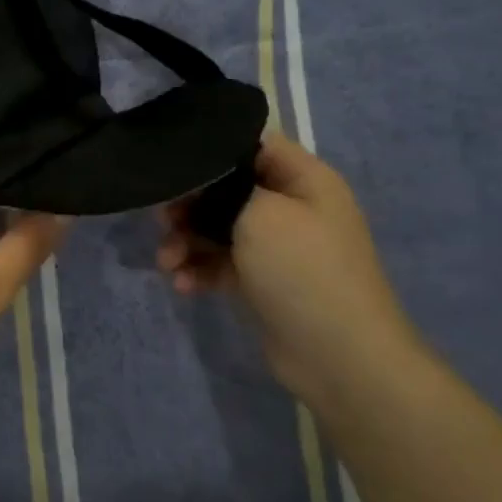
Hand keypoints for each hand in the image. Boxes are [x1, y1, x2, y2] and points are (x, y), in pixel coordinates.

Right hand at [157, 133, 422, 402]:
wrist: (338, 356)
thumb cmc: (303, 271)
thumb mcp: (262, 214)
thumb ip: (225, 188)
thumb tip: (201, 184)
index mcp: (304, 179)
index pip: (253, 145)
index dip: (211, 152)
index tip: (173, 167)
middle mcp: (291, 207)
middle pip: (227, 189)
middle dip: (190, 204)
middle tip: (162, 219)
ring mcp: (277, 247)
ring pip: (218, 228)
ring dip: (187, 242)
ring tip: (167, 263)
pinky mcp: (261, 281)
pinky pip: (221, 263)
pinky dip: (199, 270)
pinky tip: (183, 285)